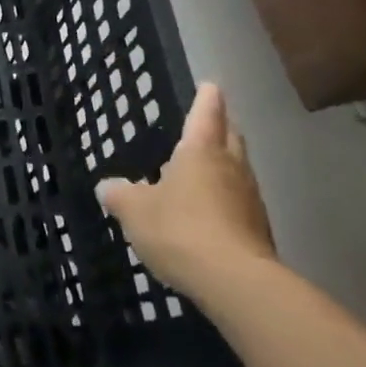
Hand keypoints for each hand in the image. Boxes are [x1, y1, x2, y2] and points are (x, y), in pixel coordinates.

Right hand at [96, 83, 275, 301]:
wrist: (235, 281)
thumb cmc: (180, 229)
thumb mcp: (134, 210)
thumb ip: (120, 195)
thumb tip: (107, 186)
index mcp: (201, 152)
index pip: (206, 114)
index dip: (207, 98)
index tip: (210, 85)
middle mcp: (231, 167)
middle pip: (231, 138)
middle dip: (222, 127)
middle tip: (211, 122)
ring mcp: (250, 200)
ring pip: (239, 171)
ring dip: (226, 165)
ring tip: (207, 168)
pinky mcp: (258, 231)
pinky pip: (240, 203)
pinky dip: (227, 199)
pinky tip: (211, 213)